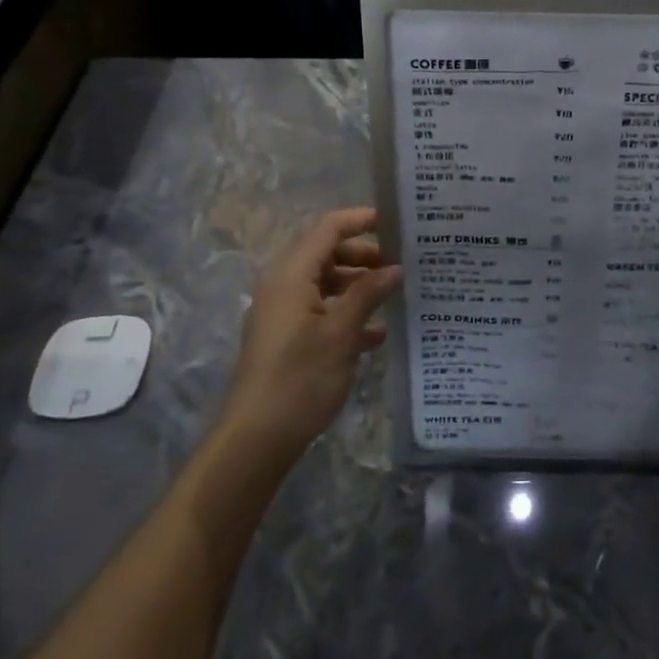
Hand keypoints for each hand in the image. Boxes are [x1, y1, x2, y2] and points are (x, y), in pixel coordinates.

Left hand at [218, 207, 402, 460]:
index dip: (361, 220)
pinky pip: (321, 310)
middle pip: (328, 253)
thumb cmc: (300, 378)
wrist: (256, 438)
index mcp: (292, 274)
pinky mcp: (287, 337)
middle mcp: (284, 285)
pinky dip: (347, 313)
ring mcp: (283, 312)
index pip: (328, 228)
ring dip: (359, 286)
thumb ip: (368, 294)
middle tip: (402, 265)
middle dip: (365, 256)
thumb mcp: (341, 333)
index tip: (397, 223)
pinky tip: (377, 334)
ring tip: (396, 296)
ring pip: (327, 283)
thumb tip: (395, 268)